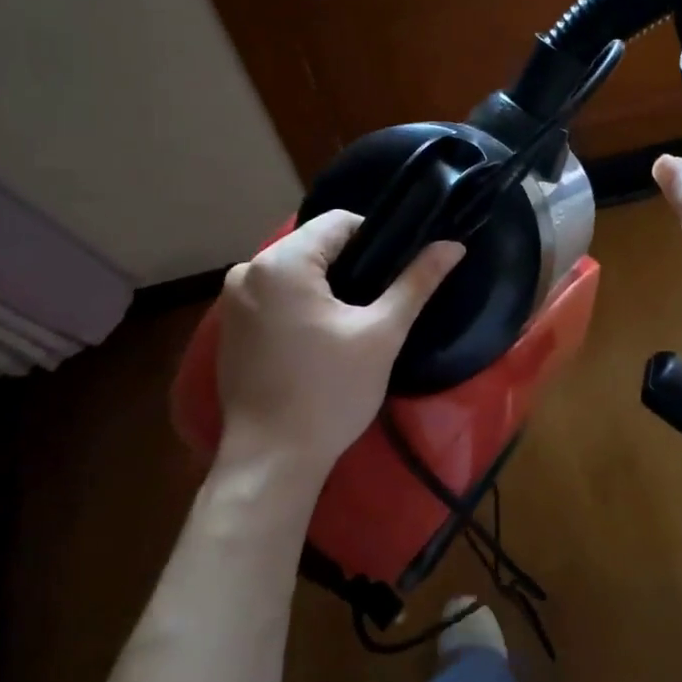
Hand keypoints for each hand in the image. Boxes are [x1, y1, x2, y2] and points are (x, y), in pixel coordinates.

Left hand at [215, 212, 463, 481]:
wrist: (272, 460)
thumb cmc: (330, 392)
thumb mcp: (382, 334)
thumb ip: (417, 282)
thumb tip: (453, 245)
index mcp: (282, 262)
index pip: (339, 222)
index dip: (377, 238)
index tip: (397, 272)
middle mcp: (248, 270)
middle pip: (314, 245)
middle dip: (351, 264)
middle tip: (380, 301)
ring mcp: (232, 300)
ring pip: (294, 271)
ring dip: (326, 285)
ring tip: (355, 320)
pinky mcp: (229, 327)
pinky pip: (274, 295)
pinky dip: (300, 304)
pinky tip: (320, 338)